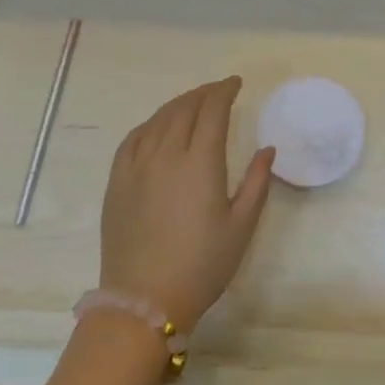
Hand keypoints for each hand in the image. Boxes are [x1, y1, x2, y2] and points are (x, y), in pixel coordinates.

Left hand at [99, 77, 275, 331]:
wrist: (144, 300)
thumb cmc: (202, 266)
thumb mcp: (241, 227)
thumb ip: (256, 183)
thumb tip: (268, 150)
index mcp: (200, 163)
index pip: (212, 111)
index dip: (224, 91)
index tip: (235, 83)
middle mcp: (166, 154)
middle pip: (185, 108)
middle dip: (204, 93)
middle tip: (218, 91)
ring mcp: (137, 166)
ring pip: (158, 119)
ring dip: (178, 104)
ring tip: (192, 102)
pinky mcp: (117, 181)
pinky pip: (133, 139)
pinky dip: (150, 124)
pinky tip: (157, 126)